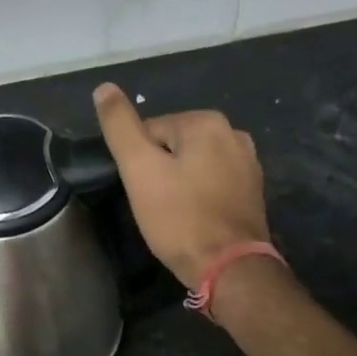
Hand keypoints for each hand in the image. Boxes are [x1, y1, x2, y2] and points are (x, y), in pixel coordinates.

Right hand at [93, 83, 271, 288]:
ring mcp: (248, 163)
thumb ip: (120, 127)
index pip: (150, 130)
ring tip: (171, 214)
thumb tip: (104, 88)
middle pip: (173, 146)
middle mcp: (234, 133)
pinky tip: (192, 218)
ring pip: (193, 165)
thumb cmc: (179, 218)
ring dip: (178, 183)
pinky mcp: (252, 191)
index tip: (139, 191)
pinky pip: (212, 183)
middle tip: (153, 205)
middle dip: (158, 171)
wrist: (229, 267)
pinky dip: (198, 196)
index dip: (136, 162)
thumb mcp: (139, 170)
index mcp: (206, 122)